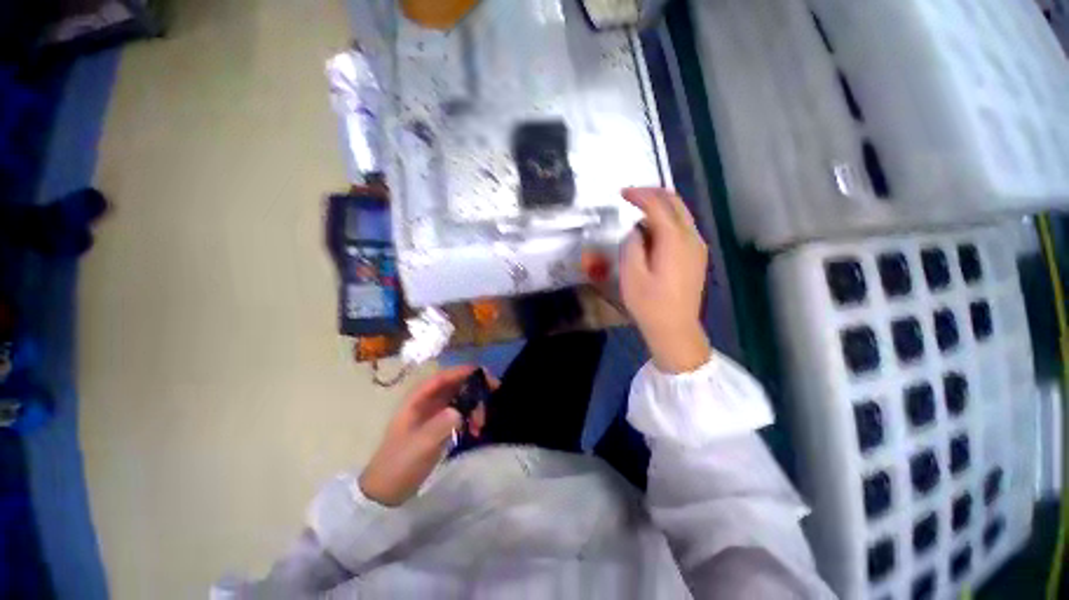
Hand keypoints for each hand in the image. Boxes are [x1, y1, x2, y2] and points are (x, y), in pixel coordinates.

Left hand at [360, 367, 478, 505]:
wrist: (387, 492)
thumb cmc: (399, 464)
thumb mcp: (420, 446)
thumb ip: (439, 426)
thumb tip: (459, 410)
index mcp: (417, 400)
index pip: (442, 378)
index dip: (462, 372)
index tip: (483, 373)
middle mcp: (427, 402)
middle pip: (455, 385)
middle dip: (474, 388)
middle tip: (493, 394)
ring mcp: (434, 414)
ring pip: (460, 399)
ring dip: (474, 405)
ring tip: (482, 423)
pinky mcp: (440, 426)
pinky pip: (461, 413)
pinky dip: (471, 417)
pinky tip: (476, 430)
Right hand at [619, 187, 710, 373]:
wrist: (675, 329)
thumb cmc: (650, 304)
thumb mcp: (631, 275)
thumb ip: (632, 246)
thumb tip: (636, 231)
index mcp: (674, 241)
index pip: (658, 206)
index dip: (639, 195)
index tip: (621, 193)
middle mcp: (691, 238)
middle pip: (675, 203)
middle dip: (652, 194)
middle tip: (630, 195)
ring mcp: (697, 247)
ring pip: (680, 214)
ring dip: (659, 207)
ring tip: (637, 212)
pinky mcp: (696, 256)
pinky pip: (682, 228)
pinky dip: (666, 221)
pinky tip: (652, 231)